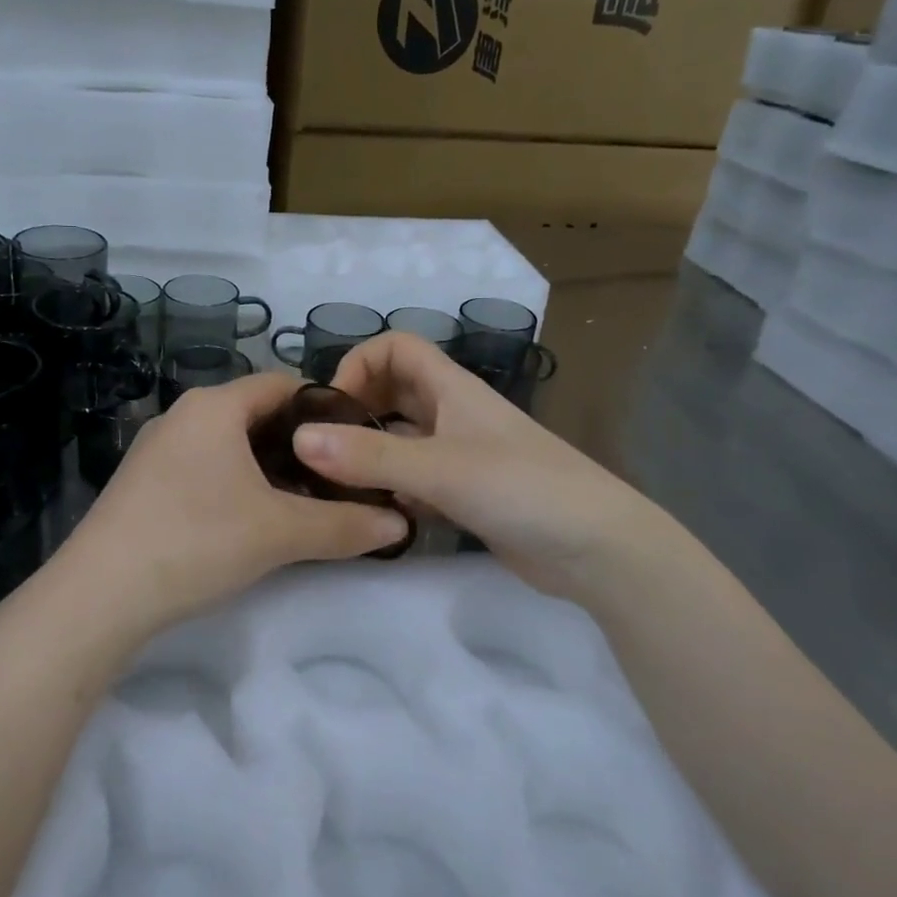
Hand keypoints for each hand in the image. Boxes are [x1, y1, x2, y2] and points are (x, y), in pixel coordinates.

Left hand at [52, 373, 411, 640]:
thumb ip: (345, 525)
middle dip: (300, 443)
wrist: (99, 595)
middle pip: (257, 414)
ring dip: (268, 467)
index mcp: (215, 406)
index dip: (326, 408)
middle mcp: (184, 414)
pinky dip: (236, 482)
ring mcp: (158, 448)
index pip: (284, 384)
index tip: (358, 442)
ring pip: (230, 443)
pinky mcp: (144, 482)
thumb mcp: (280, 533)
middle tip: (338, 478)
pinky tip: (250, 519)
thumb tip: (401, 523)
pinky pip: (204, 466)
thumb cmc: (196, 541)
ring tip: (303, 501)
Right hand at [294, 333, 635, 601]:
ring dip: (369, 455)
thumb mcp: (441, 468)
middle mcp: (453, 415)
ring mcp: (460, 456)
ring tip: (333, 486)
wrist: (596, 548)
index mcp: (452, 389)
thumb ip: (371, 456)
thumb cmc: (523, 489)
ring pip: (401, 441)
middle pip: (393, 393)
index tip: (332, 407)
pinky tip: (371, 516)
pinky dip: (390, 491)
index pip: (397, 347)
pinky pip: (414, 481)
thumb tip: (300, 438)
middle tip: (321, 450)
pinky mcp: (465, 495)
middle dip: (356, 411)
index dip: (360, 363)